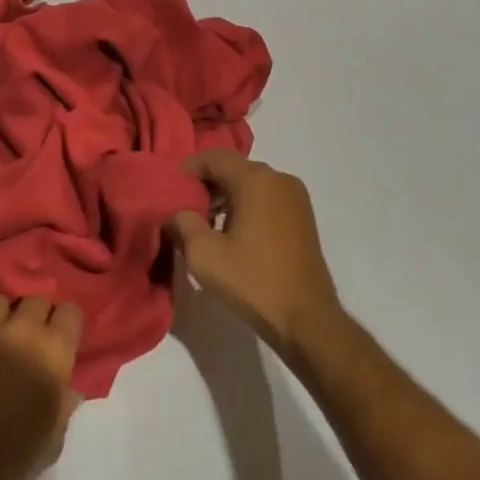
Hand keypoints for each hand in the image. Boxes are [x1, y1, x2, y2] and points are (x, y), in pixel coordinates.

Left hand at [0, 295, 83, 479]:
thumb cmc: (15, 457)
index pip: (70, 312)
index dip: (67, 323)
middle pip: (35, 300)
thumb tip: (68, 390)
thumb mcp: (53, 439)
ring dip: (0, 317)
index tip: (62, 338)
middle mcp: (21, 329)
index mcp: (53, 351)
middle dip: (35, 316)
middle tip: (29, 339)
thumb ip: (63, 405)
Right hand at [165, 152, 342, 357]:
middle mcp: (278, 178)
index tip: (170, 190)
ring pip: (251, 184)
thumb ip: (182, 225)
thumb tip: (175, 213)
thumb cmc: (254, 282)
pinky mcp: (303, 218)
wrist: (309, 321)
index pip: (213, 158)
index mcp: (255, 179)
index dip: (188, 170)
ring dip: (226, 197)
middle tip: (185, 208)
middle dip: (206, 184)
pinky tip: (233, 234)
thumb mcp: (205, 256)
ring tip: (205, 224)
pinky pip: (267, 198)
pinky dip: (246, 206)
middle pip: (233, 168)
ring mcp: (295, 197)